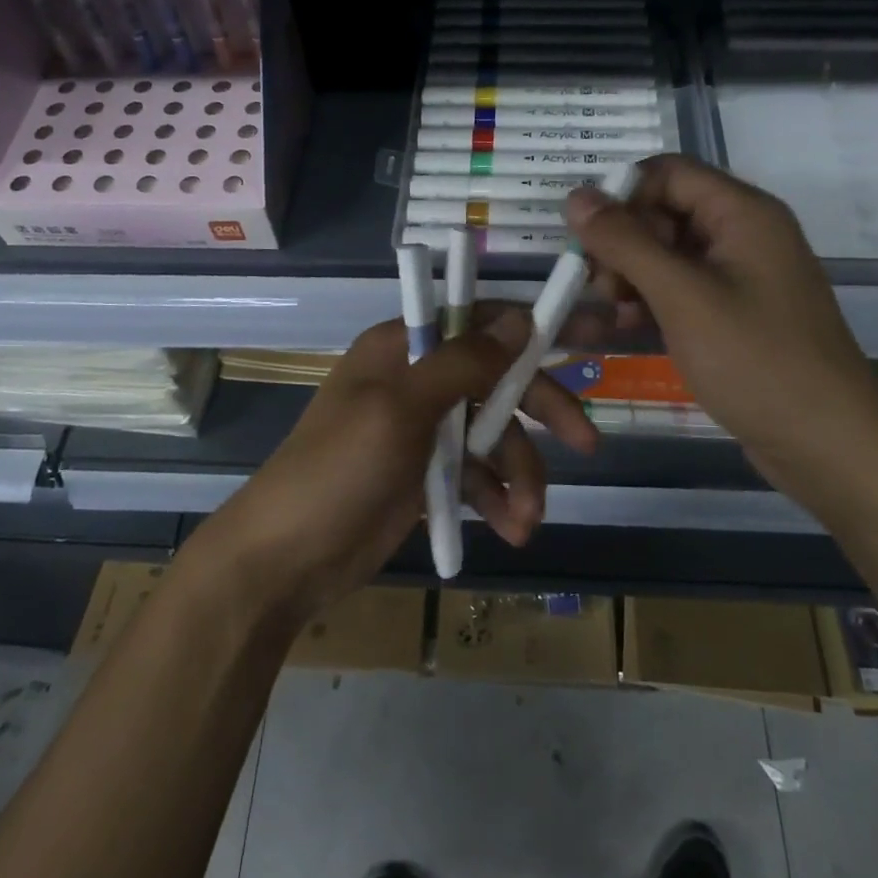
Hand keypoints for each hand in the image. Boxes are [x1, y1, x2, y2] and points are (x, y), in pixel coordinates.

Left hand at [200, 309, 596, 618]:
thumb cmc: (339, 470)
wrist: (286, 560)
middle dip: (541, 412)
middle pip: (498, 379)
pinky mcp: (428, 473)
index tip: (591, 333)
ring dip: (520, 474)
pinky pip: (478, 474)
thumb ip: (463, 362)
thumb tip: (519, 316)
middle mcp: (418, 378)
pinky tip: (511, 528)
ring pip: (494, 434)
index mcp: (404, 346)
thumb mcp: (401, 409)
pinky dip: (498, 498)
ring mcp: (424, 427)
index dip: (534, 325)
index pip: (480, 319)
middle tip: (586, 443)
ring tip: (528, 519)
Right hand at [564, 154, 877, 487]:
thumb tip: (576, 196)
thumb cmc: (757, 361)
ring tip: (608, 312)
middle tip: (597, 285)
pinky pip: (680, 290)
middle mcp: (742, 234)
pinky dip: (648, 302)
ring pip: (666, 254)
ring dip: (629, 275)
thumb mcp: (682, 297)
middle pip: (664, 211)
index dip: (622, 194)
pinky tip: (623, 328)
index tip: (585, 236)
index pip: (668, 172)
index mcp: (742, 213)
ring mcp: (739, 277)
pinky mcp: (733, 314)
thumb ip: (625, 243)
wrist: (830, 447)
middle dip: (622, 242)